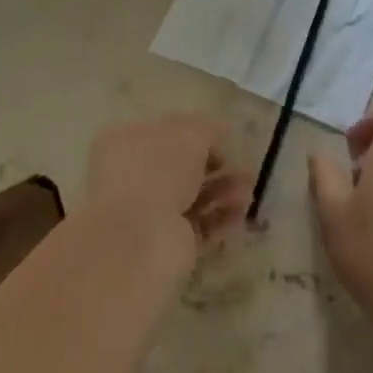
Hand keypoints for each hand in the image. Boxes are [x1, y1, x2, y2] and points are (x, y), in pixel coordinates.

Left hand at [83, 114, 251, 267]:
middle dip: (215, 166)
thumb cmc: (157, 172)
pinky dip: (220, 219)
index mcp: (124, 143)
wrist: (139, 239)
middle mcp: (131, 177)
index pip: (163, 134)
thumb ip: (206, 129)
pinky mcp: (165, 244)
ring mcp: (147, 213)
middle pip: (180, 168)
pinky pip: (198, 226)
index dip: (195, 135)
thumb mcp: (187, 135)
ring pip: (192, 197)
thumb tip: (220, 129)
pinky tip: (239, 214)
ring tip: (248, 193)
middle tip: (244, 169)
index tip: (223, 140)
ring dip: (222, 192)